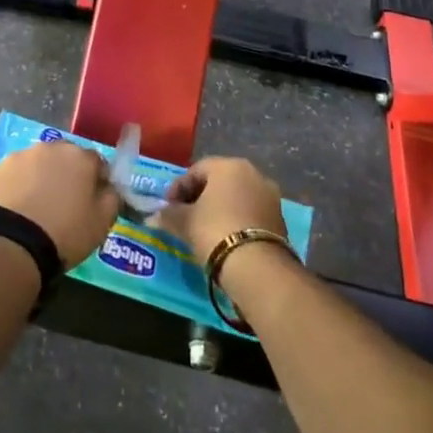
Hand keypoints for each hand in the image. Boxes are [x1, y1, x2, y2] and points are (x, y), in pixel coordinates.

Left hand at [0, 141, 120, 268]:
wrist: (10, 245)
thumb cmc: (64, 233)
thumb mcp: (101, 224)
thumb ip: (111, 199)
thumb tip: (109, 188)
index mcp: (79, 157)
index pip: (97, 162)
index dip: (97, 181)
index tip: (93, 202)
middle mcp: (49, 148)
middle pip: (65, 158)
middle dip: (67, 176)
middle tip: (64, 205)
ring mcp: (19, 157)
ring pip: (36, 165)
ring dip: (40, 180)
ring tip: (36, 210)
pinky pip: (13, 178)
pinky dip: (16, 189)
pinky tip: (15, 213)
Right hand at [153, 156, 287, 266]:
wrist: (258, 267)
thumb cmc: (216, 231)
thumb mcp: (185, 222)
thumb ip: (168, 215)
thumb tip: (153, 217)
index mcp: (229, 165)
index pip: (196, 170)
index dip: (178, 188)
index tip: (168, 207)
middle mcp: (253, 173)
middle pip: (218, 181)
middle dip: (199, 197)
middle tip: (184, 216)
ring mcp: (270, 196)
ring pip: (236, 197)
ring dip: (219, 209)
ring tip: (203, 230)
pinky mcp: (279, 219)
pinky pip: (250, 213)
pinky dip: (236, 220)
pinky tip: (224, 238)